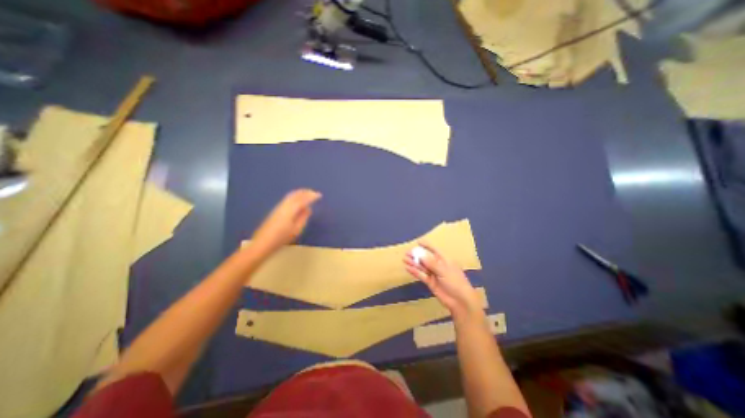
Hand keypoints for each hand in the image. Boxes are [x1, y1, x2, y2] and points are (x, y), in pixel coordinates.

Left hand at [252, 187, 321, 254]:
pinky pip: (288, 199)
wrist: (262, 243)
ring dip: (300, 193)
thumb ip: (303, 218)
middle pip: (296, 194)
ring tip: (308, 194)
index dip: (311, 196)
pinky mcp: (276, 210)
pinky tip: (298, 200)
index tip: (320, 195)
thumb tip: (308, 209)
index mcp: (290, 209)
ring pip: (291, 195)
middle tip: (314, 192)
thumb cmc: (281, 238)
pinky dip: (295, 196)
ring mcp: (279, 207)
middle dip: (306, 192)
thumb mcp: (296, 230)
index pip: (303, 199)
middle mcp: (284, 205)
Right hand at [403, 242, 482, 316]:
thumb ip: (431, 263)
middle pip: (426, 258)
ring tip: (404, 259)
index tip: (418, 241)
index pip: (434, 250)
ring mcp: (434, 274)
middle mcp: (438, 265)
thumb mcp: (444, 270)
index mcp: (444, 260)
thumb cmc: (455, 282)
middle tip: (406, 253)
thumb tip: (420, 254)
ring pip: (422, 266)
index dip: (427, 245)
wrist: (460, 301)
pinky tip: (408, 268)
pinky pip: (421, 275)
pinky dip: (415, 271)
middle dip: (416, 255)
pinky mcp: (430, 282)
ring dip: (414, 263)